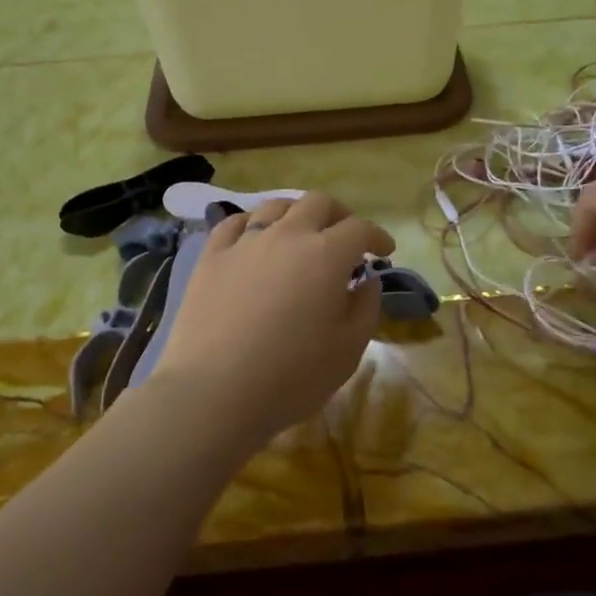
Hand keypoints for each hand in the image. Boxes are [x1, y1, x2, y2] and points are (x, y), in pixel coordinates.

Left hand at [150, 192, 394, 449]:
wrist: (214, 391)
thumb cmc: (291, 376)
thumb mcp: (348, 350)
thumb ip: (366, 308)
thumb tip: (367, 280)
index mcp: (326, 254)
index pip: (360, 228)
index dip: (377, 236)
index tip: (384, 251)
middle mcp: (288, 235)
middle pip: (318, 203)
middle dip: (339, 214)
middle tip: (345, 237)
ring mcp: (245, 242)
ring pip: (275, 206)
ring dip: (296, 213)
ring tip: (299, 234)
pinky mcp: (211, 256)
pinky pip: (233, 223)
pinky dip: (252, 224)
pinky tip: (253, 238)